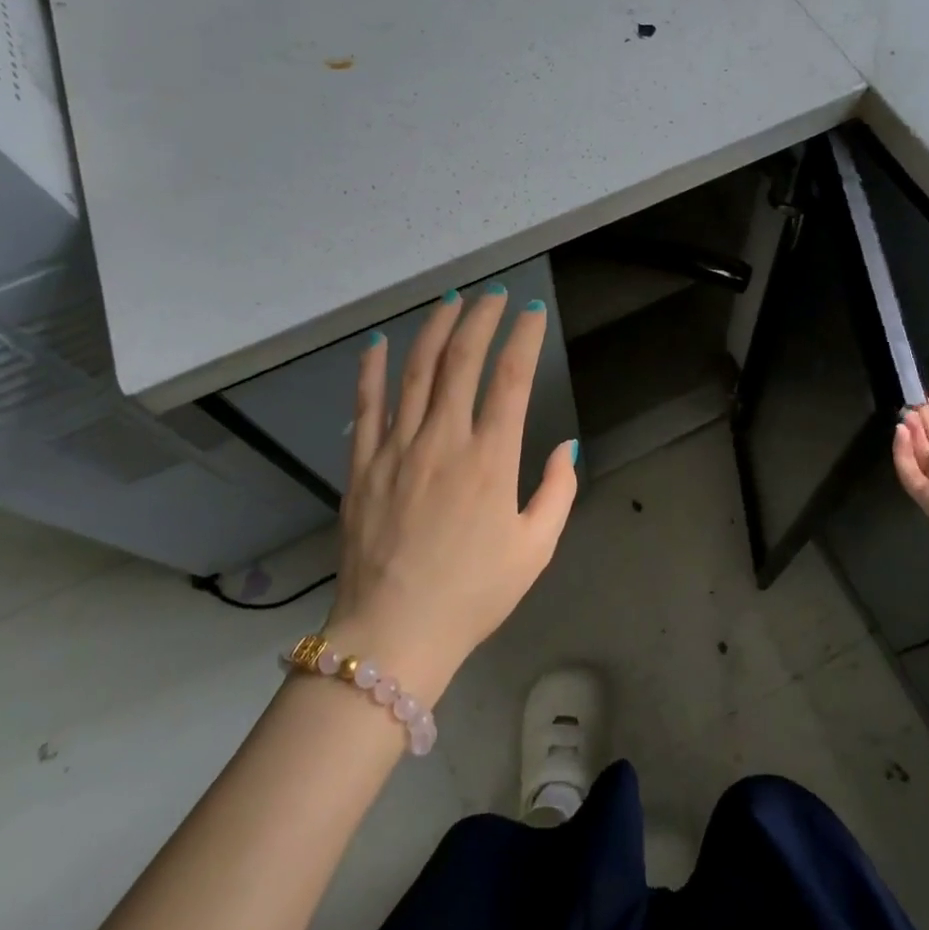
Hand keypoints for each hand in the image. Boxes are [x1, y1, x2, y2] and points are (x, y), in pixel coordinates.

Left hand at [325, 288, 577, 704]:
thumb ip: (557, 492)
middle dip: (481, 318)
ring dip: (434, 329)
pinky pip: (366, 406)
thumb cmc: (473, 594)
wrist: (394, 635)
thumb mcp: (535, 549)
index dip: (524, 337)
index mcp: (490, 460)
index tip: (533, 312)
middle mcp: (443, 440)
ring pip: (416, 371)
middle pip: (461, 360)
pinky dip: (372, 370)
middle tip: (494, 294)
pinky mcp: (362, 465)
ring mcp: (397, 448)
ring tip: (450, 301)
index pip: (511, 378)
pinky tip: (379, 342)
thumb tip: (566, 445)